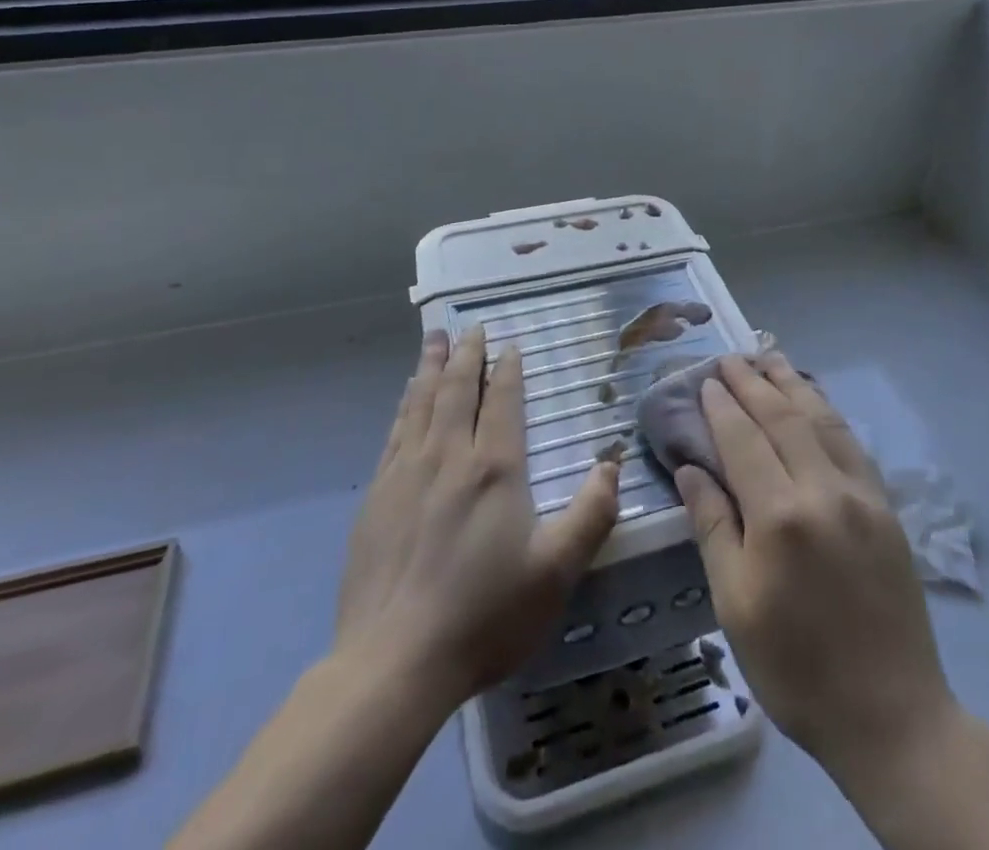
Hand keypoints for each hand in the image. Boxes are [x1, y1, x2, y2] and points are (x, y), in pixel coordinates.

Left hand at [333, 326, 621, 712]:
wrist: (393, 662)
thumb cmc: (484, 615)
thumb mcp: (555, 571)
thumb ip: (591, 513)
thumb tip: (612, 463)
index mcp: (494, 468)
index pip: (502, 401)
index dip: (508, 369)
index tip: (510, 345)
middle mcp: (448, 456)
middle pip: (457, 389)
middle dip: (466, 354)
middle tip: (469, 326)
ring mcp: (406, 473)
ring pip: (421, 402)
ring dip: (430, 367)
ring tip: (433, 339)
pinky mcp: (376, 496)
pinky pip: (394, 432)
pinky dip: (405, 404)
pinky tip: (407, 398)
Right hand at [675, 353, 956, 791]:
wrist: (891, 715)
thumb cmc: (796, 667)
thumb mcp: (735, 604)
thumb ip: (713, 527)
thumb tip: (690, 468)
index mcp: (780, 516)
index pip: (743, 439)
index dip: (722, 406)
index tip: (707, 379)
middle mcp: (823, 490)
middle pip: (783, 418)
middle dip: (754, 382)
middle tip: (731, 357)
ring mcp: (861, 495)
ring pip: (821, 420)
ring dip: (792, 385)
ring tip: (770, 358)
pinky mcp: (886, 507)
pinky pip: (851, 443)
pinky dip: (827, 412)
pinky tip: (815, 401)